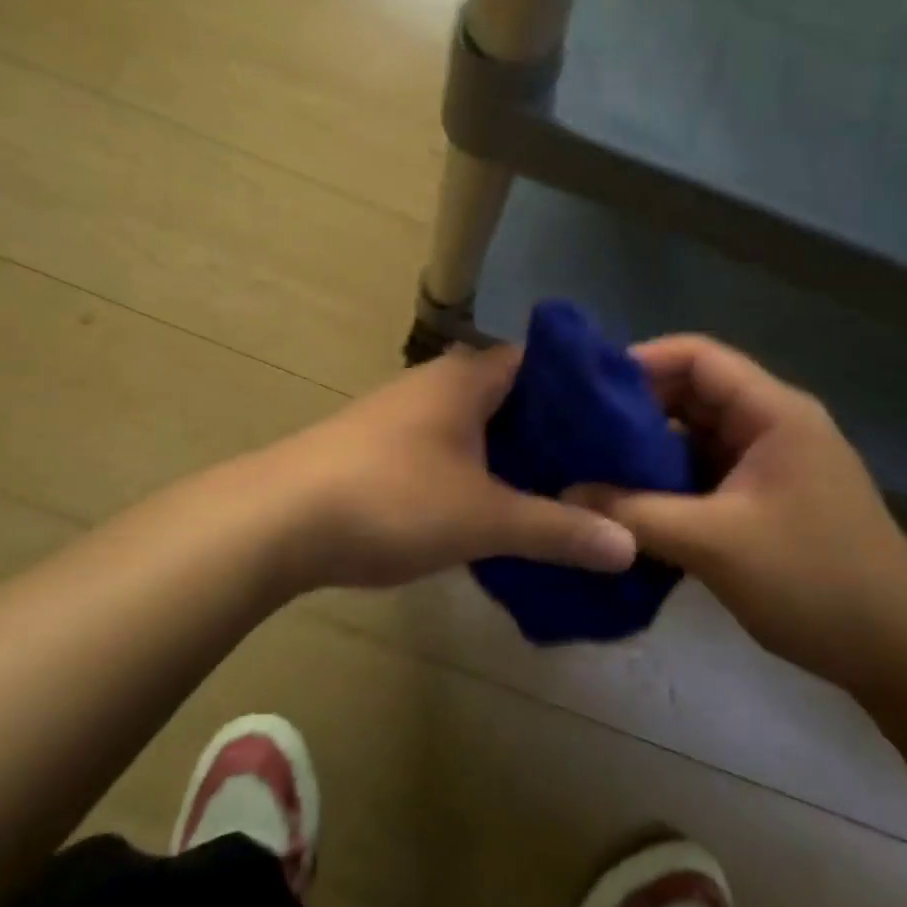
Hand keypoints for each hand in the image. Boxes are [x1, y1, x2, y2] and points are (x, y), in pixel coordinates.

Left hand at [263, 345, 638, 592]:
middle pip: (513, 396)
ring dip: (514, 455)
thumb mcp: (485, 518)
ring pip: (478, 426)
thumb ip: (558, 529)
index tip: (623, 422)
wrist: (276, 521)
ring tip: (561, 491)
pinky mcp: (381, 448)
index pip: (543, 361)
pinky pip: (449, 450)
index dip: (585, 388)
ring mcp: (404, 415)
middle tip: (603, 467)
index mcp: (468, 377)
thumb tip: (630, 544)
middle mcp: (437, 383)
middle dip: (555, 430)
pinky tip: (495, 508)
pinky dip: (478, 472)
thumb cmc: (393, 499)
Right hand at [568, 335, 906, 694]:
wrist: (901, 652)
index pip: (698, 357)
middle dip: (636, 410)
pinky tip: (629, 505)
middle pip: (693, 394)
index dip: (641, 361)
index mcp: (773, 412)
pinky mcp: (766, 500)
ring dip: (649, 451)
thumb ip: (635, 514)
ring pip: (696, 438)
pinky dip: (669, 483)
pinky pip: (706, 474)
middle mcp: (772, 425)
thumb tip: (565, 494)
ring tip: (592, 467)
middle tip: (578, 433)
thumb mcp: (715, 543)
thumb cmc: (816, 580)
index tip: (587, 389)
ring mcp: (771, 463)